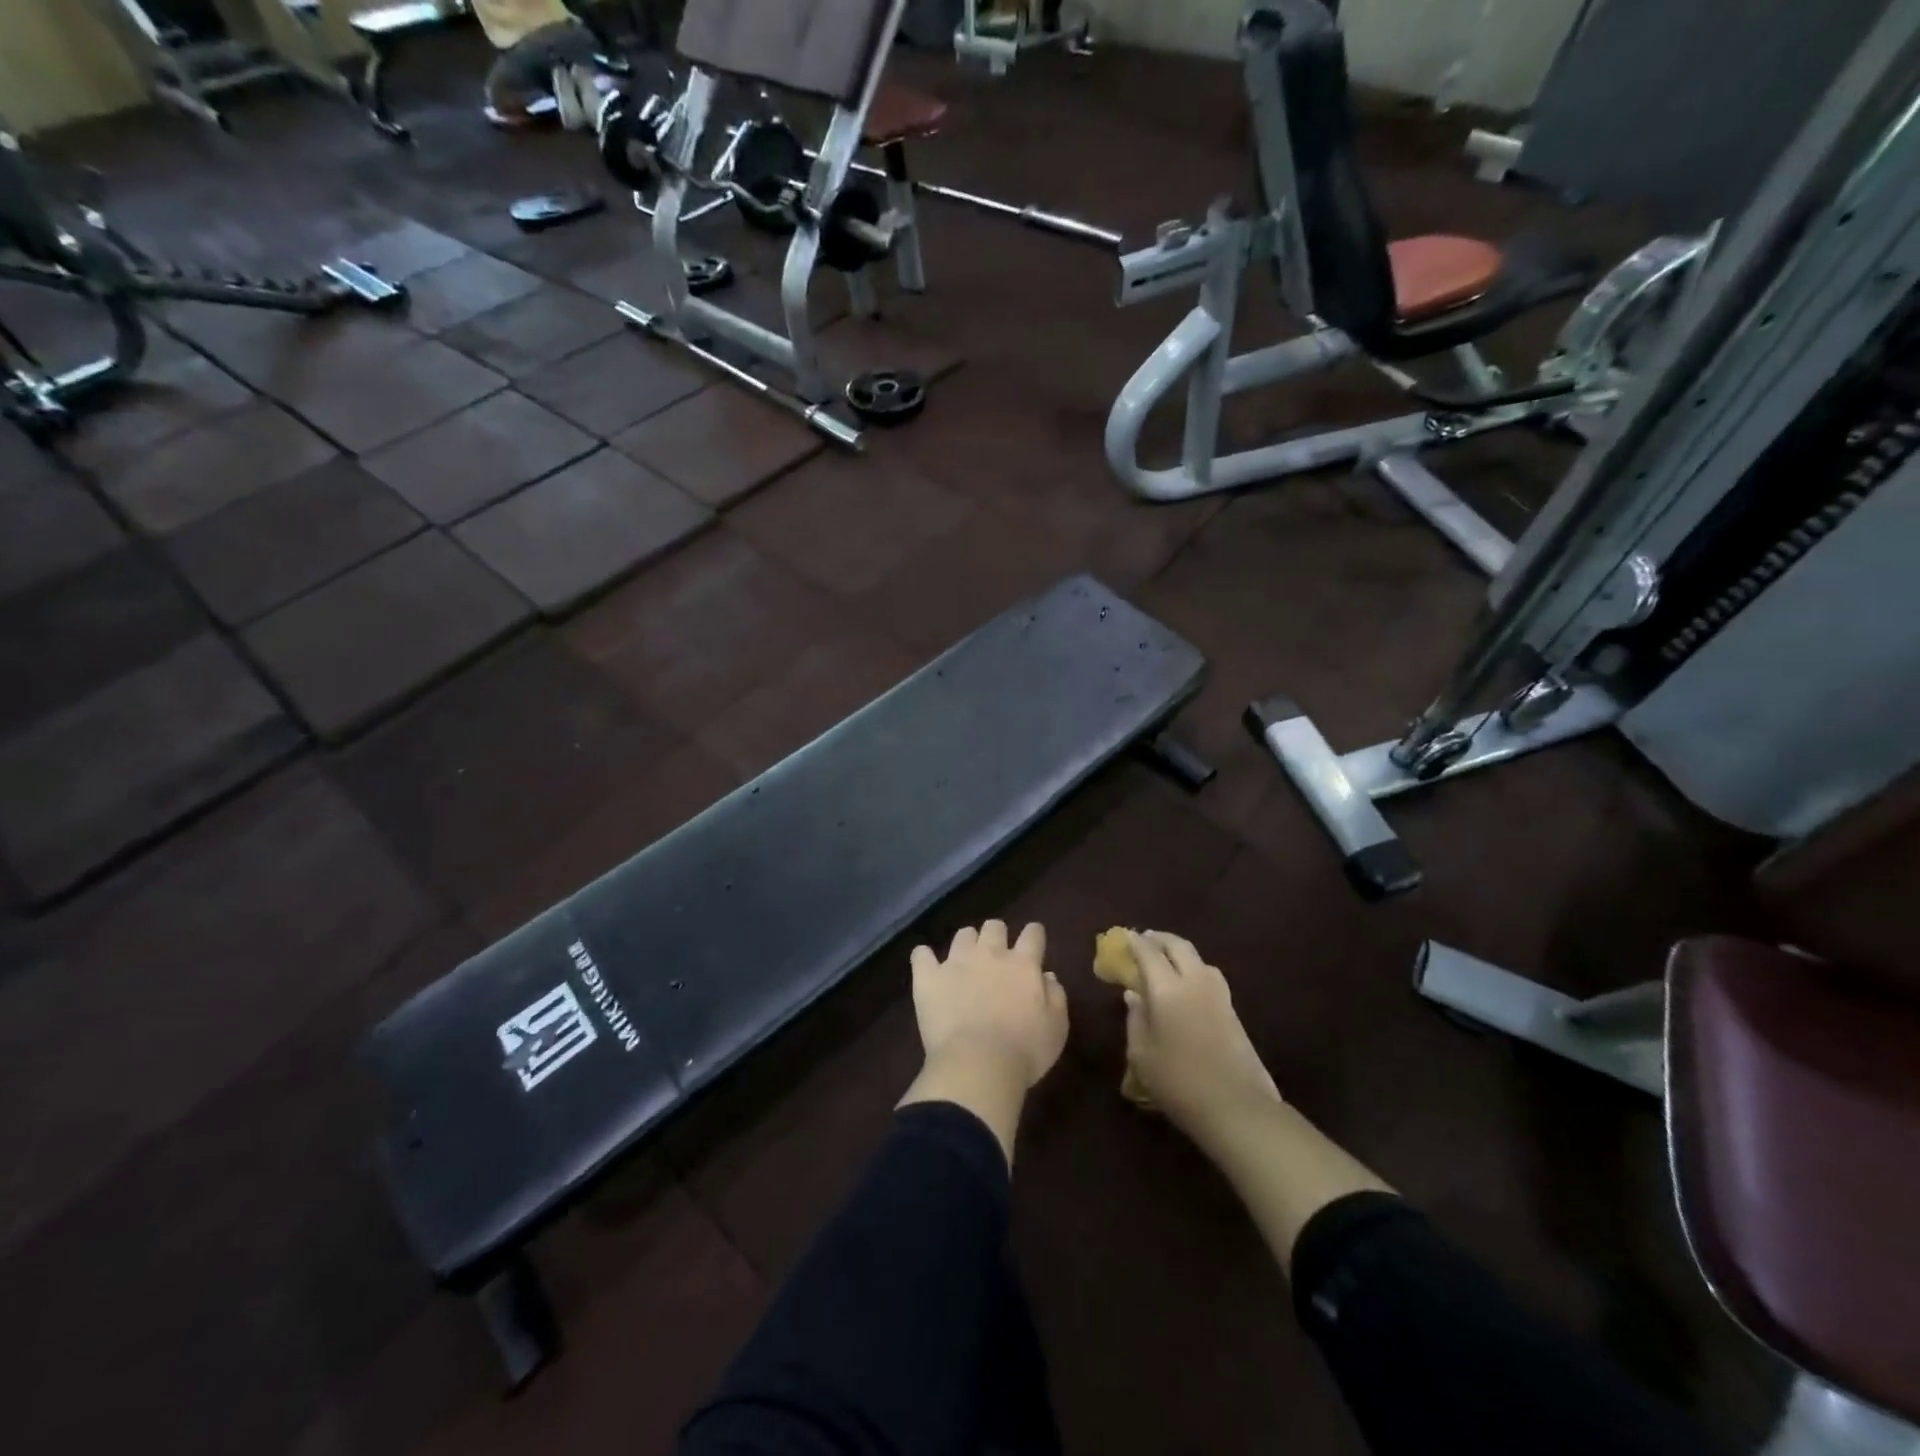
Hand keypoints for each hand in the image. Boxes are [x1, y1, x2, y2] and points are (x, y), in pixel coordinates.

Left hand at [910, 921, 1068, 1089]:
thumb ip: (1056, 996)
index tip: (1033, 942)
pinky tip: (927, 966)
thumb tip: (1047, 976)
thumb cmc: (1025, 1051)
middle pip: (994, 927)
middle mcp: (990, 954)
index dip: (1034, 935)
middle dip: (997, 936)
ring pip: (963, 935)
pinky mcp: (929, 977)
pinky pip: (921, 955)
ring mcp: (956, 962)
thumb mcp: (1057, 1027)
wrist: (978, 1065)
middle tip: (997, 956)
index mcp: (1023, 964)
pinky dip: (924, 958)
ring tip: (965, 962)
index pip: (1033, 934)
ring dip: (967, 944)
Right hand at [1123, 931, 1280, 1145]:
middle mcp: (1194, 982)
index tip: (1124, 936)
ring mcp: (1218, 994)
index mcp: (1167, 989)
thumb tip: (1133, 995)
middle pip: (1178, 946)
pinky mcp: (1232, 1009)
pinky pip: (1209, 975)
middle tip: (1145, 940)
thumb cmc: (1178, 1081)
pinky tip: (1187, 983)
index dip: (1135, 942)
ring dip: (1179, 951)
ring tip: (1166, 959)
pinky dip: (1194, 968)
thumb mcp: (1142, 1053)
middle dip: (1160, 939)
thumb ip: (1135, 1018)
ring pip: (1198, 958)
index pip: (1148, 953)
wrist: (1236, 1106)